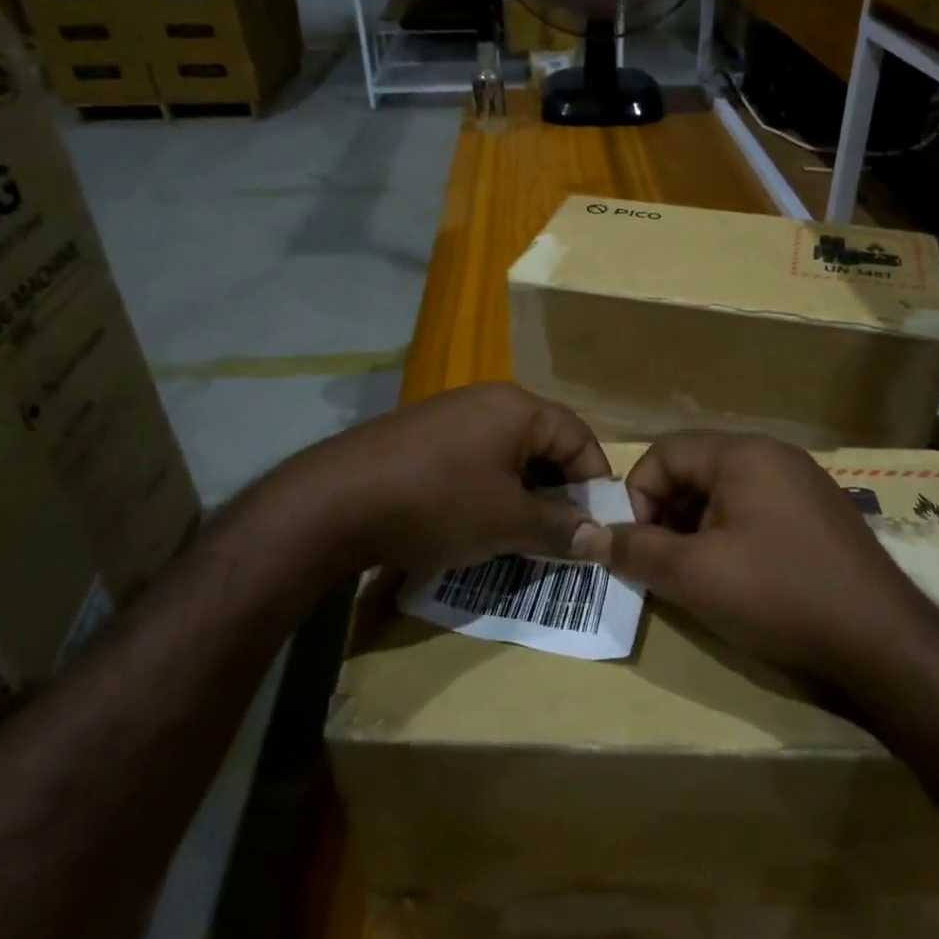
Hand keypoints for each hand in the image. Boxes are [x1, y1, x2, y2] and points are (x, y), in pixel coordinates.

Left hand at [277, 382, 611, 578]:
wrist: (335, 502)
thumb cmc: (437, 504)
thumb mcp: (507, 521)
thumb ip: (560, 528)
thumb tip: (602, 539)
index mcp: (518, 408)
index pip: (580, 437)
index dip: (594, 483)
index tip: (596, 527)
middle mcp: (488, 399)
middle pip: (545, 441)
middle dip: (559, 489)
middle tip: (562, 534)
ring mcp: (452, 413)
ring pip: (509, 451)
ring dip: (524, 491)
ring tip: (522, 532)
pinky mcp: (423, 434)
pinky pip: (476, 456)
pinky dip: (490, 486)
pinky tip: (477, 518)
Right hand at [580, 431, 922, 679]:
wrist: (885, 642)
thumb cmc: (781, 595)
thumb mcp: (696, 575)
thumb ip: (637, 550)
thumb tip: (592, 537)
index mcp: (743, 454)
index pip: (664, 453)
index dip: (637, 496)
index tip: (638, 547)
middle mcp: (774, 456)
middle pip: (694, 471)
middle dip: (666, 516)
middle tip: (664, 566)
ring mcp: (802, 484)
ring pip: (724, 494)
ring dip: (696, 530)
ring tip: (697, 578)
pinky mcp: (819, 516)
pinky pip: (756, 511)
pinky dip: (731, 537)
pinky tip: (739, 580)